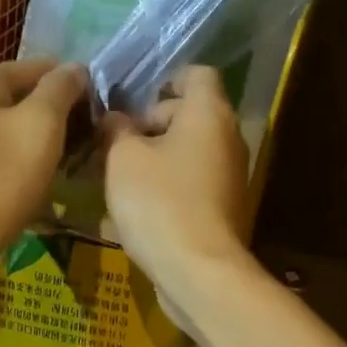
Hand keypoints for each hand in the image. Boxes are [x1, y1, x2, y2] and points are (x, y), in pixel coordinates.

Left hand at [0, 58, 88, 293]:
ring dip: (49, 142)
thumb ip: (61, 88)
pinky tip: (50, 181)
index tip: (102, 113)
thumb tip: (77, 67)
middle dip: (63, 115)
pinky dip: (31, 164)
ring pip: (19, 130)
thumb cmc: (0, 177)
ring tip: (78, 161)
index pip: (42, 66)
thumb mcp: (40, 123)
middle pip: (29, 97)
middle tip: (94, 140)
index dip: (76, 85)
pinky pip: (8, 157)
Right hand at [102, 66, 253, 331]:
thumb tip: (115, 119)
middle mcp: (228, 138)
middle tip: (115, 145)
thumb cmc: (159, 202)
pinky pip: (192, 183)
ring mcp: (230, 176)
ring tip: (118, 178)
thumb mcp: (122, 158)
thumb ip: (116, 129)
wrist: (199, 272)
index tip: (134, 103)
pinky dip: (168, 186)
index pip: (197, 74)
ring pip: (189, 152)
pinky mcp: (224, 209)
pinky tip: (137, 209)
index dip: (165, 80)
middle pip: (191, 114)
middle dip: (151, 125)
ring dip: (155, 158)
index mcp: (209, 114)